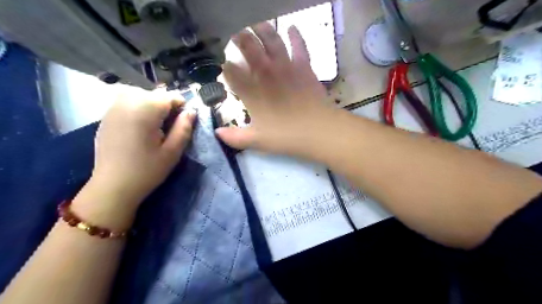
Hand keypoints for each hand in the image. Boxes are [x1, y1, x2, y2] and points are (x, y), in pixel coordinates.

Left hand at [89, 90, 196, 207]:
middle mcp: (126, 102)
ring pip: (140, 95)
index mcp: (145, 110)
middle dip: (166, 106)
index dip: (181, 107)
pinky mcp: (106, 116)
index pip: (170, 96)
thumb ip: (184, 128)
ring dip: (152, 105)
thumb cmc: (147, 170)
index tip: (184, 123)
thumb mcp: (173, 151)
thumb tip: (192, 112)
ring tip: (156, 125)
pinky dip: (138, 108)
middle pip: (154, 94)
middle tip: (169, 127)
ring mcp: (113, 108)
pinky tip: (140, 127)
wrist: (112, 187)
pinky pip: (126, 102)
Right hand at [217, 23, 336, 155]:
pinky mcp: (304, 66)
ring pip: (271, 40)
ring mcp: (286, 66)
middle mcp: (265, 73)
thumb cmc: (285, 136)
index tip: (223, 67)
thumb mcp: (257, 140)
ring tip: (254, 23)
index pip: (231, 72)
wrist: (317, 130)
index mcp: (251, 90)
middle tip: (234, 34)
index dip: (225, 68)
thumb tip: (217, 133)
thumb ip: (234, 137)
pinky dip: (296, 35)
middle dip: (238, 38)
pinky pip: (299, 46)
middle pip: (248, 47)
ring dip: (261, 29)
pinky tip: (292, 27)